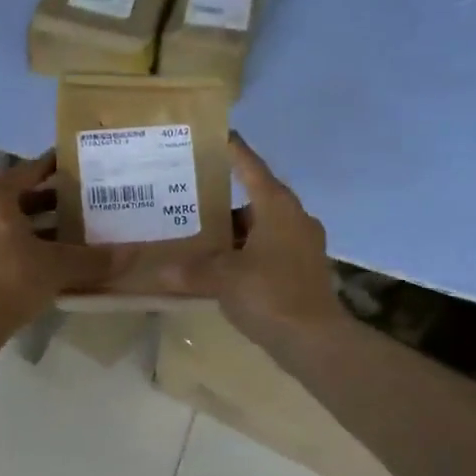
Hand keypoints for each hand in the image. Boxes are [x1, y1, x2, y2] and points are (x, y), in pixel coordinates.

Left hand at [0, 151, 121, 335]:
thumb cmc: (9, 279)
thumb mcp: (57, 267)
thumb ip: (93, 259)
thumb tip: (131, 255)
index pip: (31, 170)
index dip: (57, 167)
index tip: (81, 167)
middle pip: (20, 197)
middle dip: (52, 202)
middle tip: (86, 204)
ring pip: (8, 222)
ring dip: (38, 227)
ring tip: (72, 235)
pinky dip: (22, 246)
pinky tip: (48, 261)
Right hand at [163, 134, 344, 347]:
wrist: (314, 340)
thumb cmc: (270, 294)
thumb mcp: (223, 278)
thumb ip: (191, 270)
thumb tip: (161, 271)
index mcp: (277, 206)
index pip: (251, 166)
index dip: (233, 150)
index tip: (217, 135)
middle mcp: (294, 218)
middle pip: (257, 196)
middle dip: (225, 197)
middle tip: (192, 193)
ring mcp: (302, 244)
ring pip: (262, 226)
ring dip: (236, 229)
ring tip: (200, 231)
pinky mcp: (303, 269)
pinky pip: (269, 248)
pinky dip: (247, 250)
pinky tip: (222, 264)